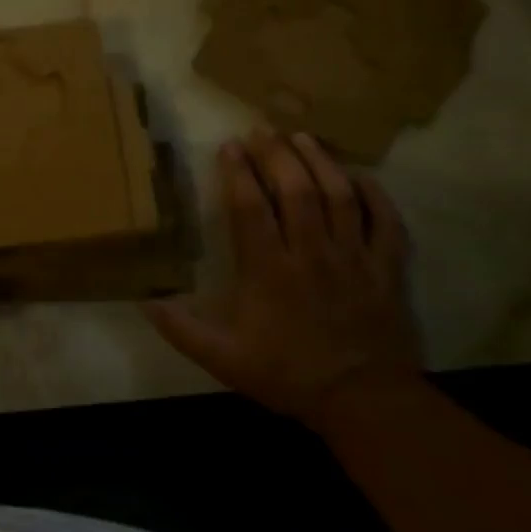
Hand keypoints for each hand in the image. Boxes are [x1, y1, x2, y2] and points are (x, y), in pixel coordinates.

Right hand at [145, 132, 421, 427]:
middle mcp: (311, 253)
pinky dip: (375, 195)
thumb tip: (143, 300)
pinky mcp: (387, 268)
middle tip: (263, 131)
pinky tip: (359, 177)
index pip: (251, 207)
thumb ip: (181, 329)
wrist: (362, 401)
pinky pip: (385, 222)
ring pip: (339, 196)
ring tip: (303, 137)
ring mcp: (353, 257)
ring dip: (320, 162)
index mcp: (268, 270)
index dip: (238, 172)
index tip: (229, 146)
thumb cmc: (286, 374)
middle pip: (296, 190)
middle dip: (277, 154)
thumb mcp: (222, 358)